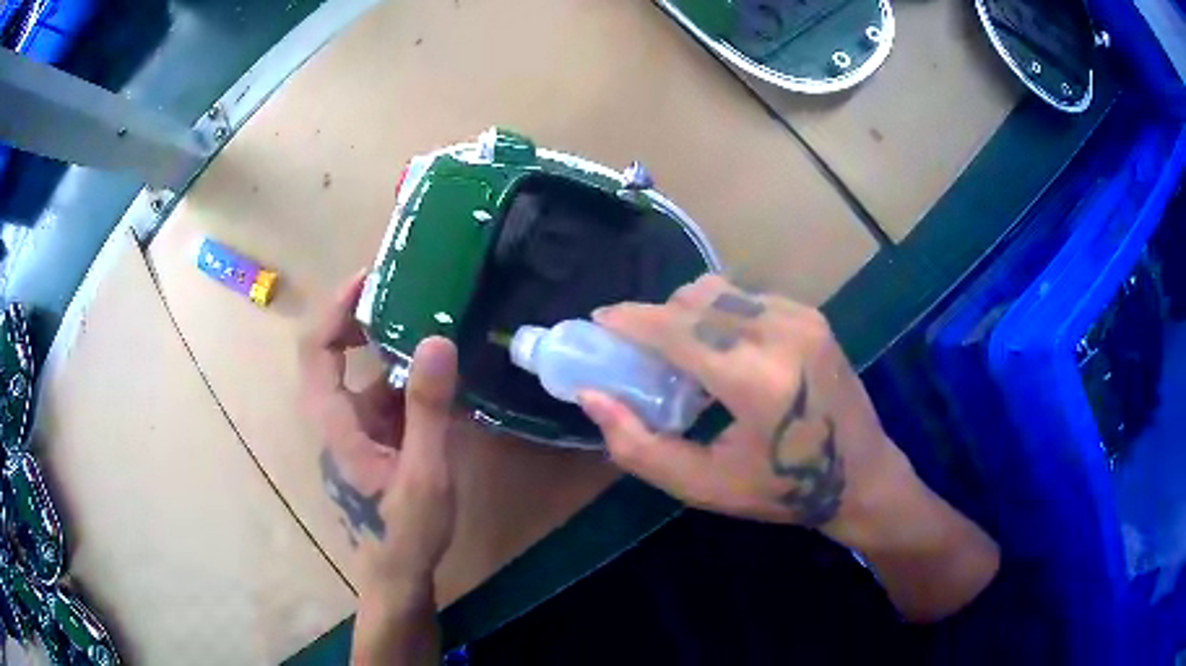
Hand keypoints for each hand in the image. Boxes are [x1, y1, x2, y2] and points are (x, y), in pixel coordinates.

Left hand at [299, 270, 459, 586]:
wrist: (396, 579)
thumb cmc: (404, 532)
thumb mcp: (424, 472)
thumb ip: (427, 409)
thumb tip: (436, 340)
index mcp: (335, 422)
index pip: (317, 347)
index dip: (336, 307)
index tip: (370, 277)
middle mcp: (334, 420)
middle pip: (334, 354)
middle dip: (364, 320)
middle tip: (405, 295)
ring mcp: (350, 434)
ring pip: (362, 380)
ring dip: (391, 355)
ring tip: (433, 333)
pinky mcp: (367, 447)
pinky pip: (380, 404)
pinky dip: (404, 388)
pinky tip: (441, 390)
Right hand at [578, 274, 912, 538]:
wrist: (861, 476)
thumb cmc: (781, 491)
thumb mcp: (702, 485)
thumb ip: (639, 445)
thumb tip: (593, 397)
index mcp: (756, 378)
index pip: (678, 328)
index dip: (631, 320)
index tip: (598, 321)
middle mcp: (781, 333)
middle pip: (696, 298)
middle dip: (658, 318)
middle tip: (643, 354)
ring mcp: (802, 318)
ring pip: (721, 291)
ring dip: (689, 315)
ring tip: (686, 357)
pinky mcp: (812, 316)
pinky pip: (748, 298)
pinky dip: (721, 316)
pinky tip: (725, 354)